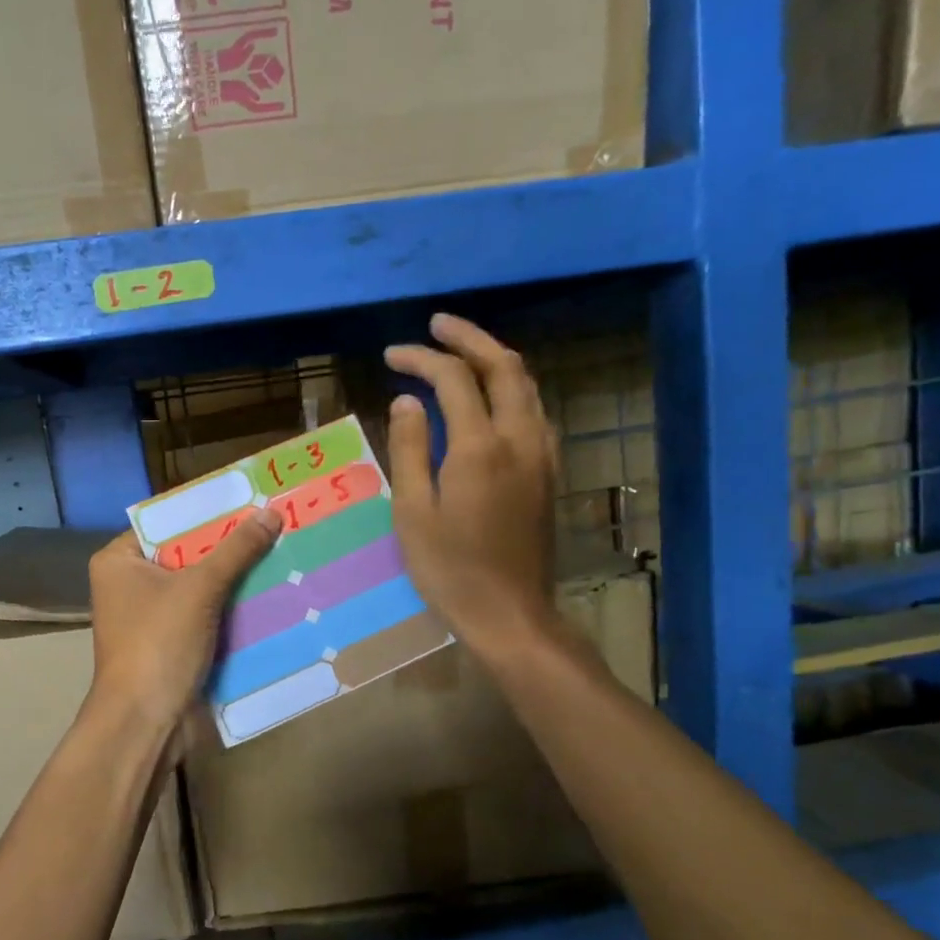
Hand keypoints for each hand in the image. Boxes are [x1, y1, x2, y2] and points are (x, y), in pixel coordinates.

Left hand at [87, 510, 282, 732]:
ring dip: (235, 578)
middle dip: (229, 546)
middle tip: (273, 524)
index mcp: (119, 561)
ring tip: (280, 552)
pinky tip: (270, 592)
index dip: (208, 512)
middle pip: (187, 554)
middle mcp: (130, 584)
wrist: (146, 723)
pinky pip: (205, 614)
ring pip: (200, 586)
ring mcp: (150, 617)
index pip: (167, 523)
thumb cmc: (159, 644)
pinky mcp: (171, 643)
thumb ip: (236, 550)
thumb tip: (271, 513)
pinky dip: (232, 608)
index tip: (249, 500)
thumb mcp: (200, 589)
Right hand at [385, 313, 559, 654]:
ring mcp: (541, 454)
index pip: (453, 379)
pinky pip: (534, 410)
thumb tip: (407, 400)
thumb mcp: (413, 511)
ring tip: (461, 352)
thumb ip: (409, 448)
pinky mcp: (548, 471)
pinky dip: (511, 388)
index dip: (421, 359)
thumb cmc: (450, 568)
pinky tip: (490, 397)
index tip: (391, 355)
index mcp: (480, 447)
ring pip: (526, 385)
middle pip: (504, 366)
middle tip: (436, 326)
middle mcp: (519, 438)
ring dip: (494, 359)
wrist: (510, 613)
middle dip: (469, 338)